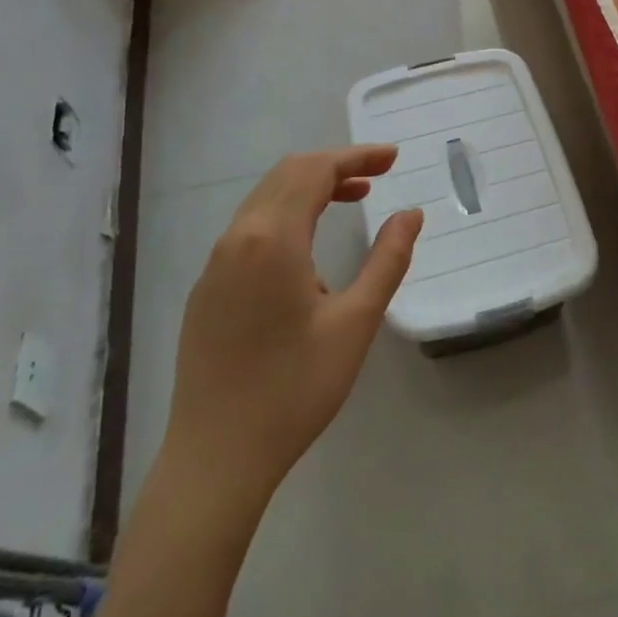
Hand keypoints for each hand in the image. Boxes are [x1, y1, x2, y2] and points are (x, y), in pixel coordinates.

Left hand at [158, 145, 422, 511]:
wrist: (215, 459)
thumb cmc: (294, 390)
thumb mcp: (355, 322)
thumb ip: (387, 260)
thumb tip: (410, 214)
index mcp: (271, 239)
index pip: (315, 170)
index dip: (356, 156)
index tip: (393, 158)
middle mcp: (236, 238)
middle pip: (287, 175)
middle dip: (334, 165)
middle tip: (378, 173)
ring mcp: (215, 263)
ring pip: (265, 199)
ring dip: (310, 188)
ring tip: (353, 199)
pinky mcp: (207, 289)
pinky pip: (249, 228)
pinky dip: (286, 214)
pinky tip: (309, 247)